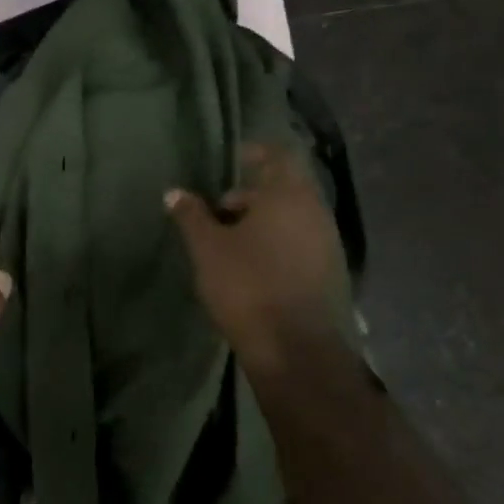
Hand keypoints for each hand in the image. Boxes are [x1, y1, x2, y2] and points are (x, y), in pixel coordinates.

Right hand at [166, 143, 352, 376]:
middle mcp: (316, 212)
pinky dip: (275, 244)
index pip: (276, 155)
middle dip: (249, 196)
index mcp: (289, 195)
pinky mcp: (329, 273)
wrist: (295, 349)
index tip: (227, 162)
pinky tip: (251, 266)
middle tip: (216, 211)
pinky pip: (299, 243)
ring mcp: (328, 244)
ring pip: (291, 218)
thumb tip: (174, 192)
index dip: (253, 154)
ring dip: (261, 222)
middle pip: (283, 189)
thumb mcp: (207, 248)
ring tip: (227, 242)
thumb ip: (191, 215)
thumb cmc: (247, 285)